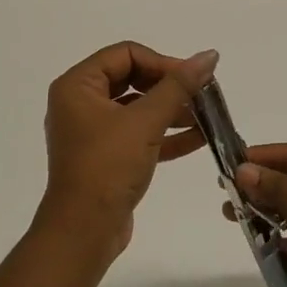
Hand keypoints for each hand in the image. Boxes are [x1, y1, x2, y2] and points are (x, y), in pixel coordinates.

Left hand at [41, 42, 217, 261]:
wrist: (83, 232)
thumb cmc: (108, 167)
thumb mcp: (146, 122)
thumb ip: (179, 86)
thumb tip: (209, 55)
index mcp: (78, 86)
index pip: (126, 54)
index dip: (162, 62)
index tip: (192, 78)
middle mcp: (80, 103)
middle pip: (132, 78)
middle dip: (170, 86)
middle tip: (202, 94)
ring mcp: (92, 132)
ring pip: (138, 108)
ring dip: (172, 110)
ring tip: (208, 116)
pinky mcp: (106, 157)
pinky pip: (138, 134)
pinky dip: (165, 134)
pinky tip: (199, 137)